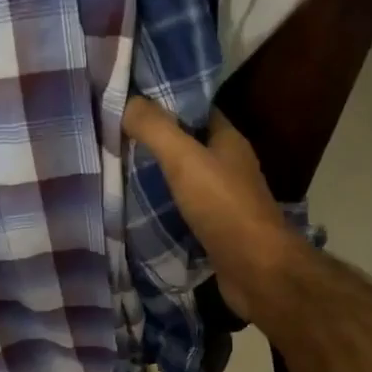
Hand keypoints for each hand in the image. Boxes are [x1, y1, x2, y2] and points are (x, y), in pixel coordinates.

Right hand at [122, 99, 297, 321]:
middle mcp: (230, 167)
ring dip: (158, 180)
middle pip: (189, 147)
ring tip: (119, 175)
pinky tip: (139, 214)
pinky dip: (165, 212)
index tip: (131, 104)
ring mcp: (225, 202)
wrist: (255, 269)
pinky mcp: (217, 232)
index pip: (196, 111)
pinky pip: (185, 214)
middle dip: (157, 144)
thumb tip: (126, 101)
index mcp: (228, 141)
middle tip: (116, 141)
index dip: (167, 103)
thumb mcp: (185, 160)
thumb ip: (156, 130)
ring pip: (186, 182)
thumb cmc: (224, 208)